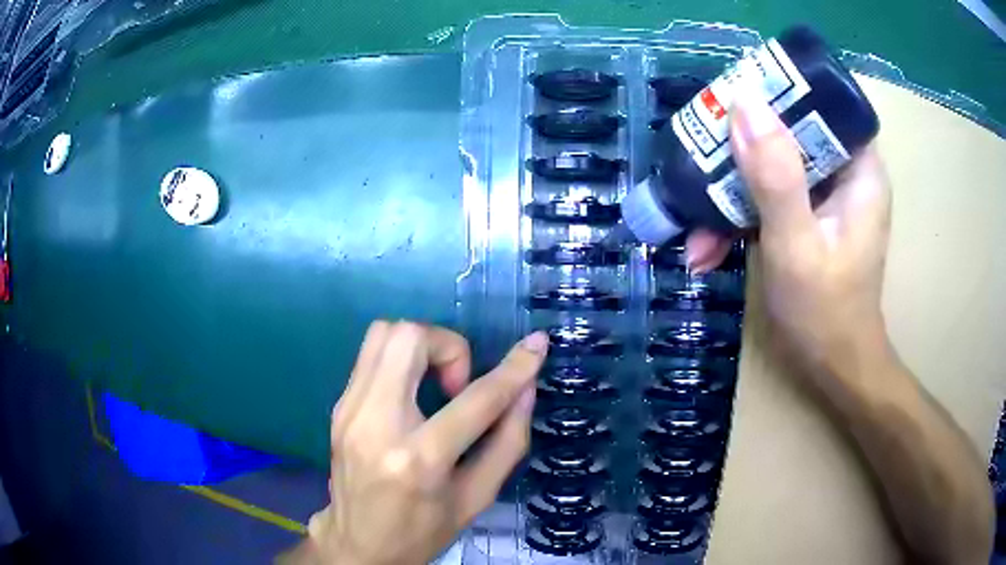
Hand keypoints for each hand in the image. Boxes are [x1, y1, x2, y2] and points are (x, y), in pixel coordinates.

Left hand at [305, 321, 547, 564]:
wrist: (358, 544)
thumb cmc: (422, 531)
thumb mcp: (477, 498)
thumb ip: (508, 441)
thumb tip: (526, 388)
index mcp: (420, 460)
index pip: (476, 399)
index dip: (514, 368)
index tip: (535, 345)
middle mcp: (376, 424)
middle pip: (409, 338)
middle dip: (449, 346)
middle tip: (459, 385)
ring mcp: (349, 411)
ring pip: (384, 333)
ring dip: (422, 346)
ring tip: (436, 385)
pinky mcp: (338, 406)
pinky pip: (371, 355)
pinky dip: (401, 360)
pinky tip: (412, 395)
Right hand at [687, 95, 892, 382]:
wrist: (832, 368)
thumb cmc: (825, 312)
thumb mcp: (796, 244)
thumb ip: (775, 175)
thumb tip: (743, 102)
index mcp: (859, 168)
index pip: (822, 103)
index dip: (779, 92)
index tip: (733, 99)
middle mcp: (844, 173)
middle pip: (789, 133)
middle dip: (741, 151)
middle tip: (699, 161)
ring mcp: (824, 197)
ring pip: (772, 167)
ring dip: (730, 194)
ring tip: (694, 230)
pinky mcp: (806, 217)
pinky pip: (768, 198)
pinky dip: (738, 218)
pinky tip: (707, 248)